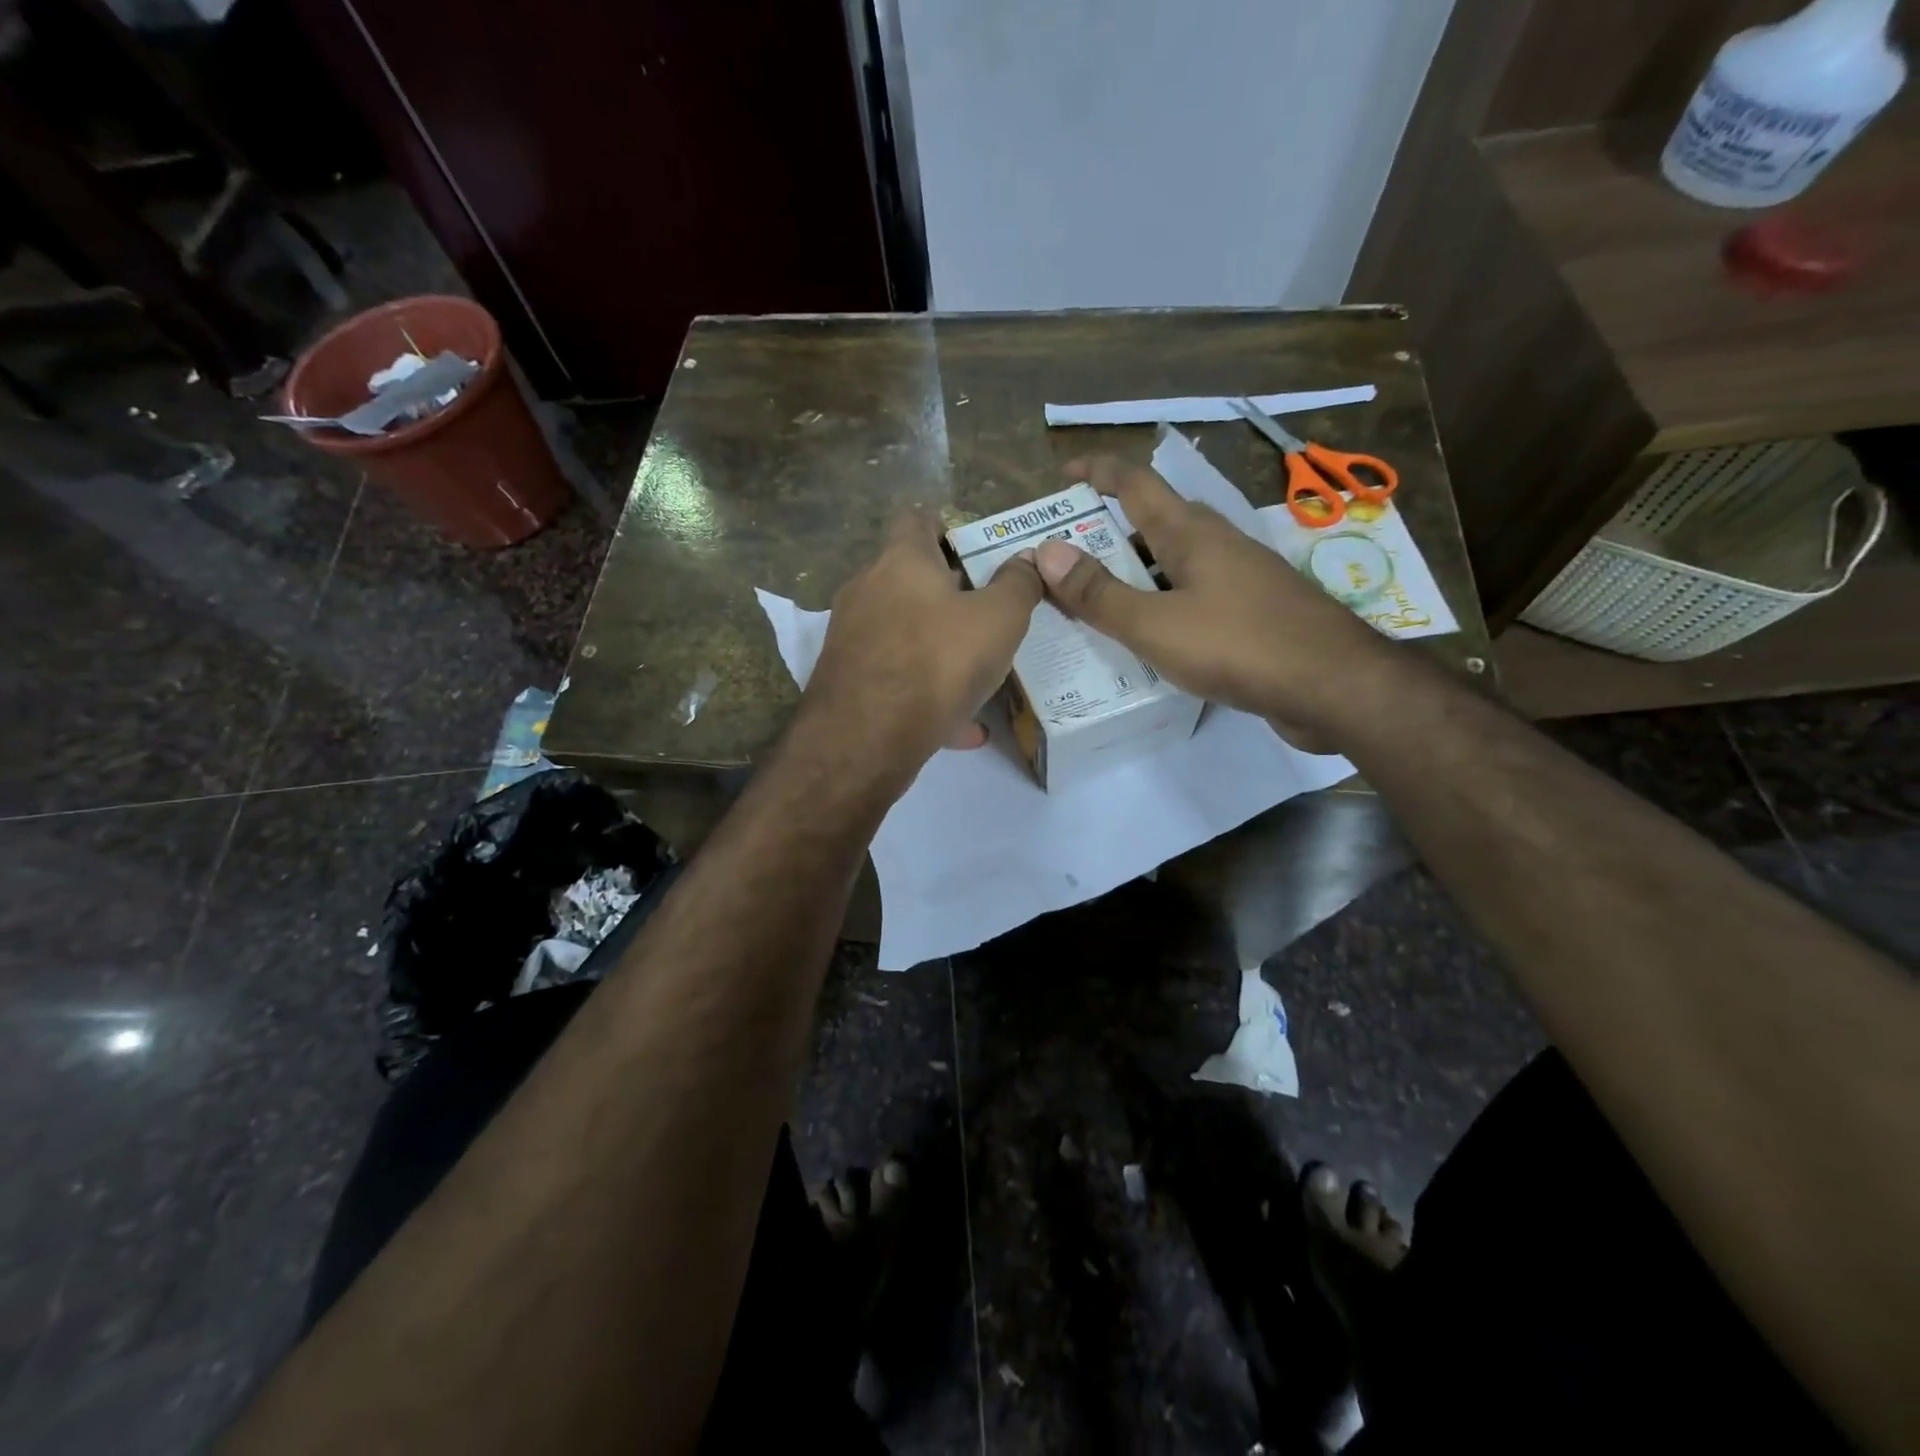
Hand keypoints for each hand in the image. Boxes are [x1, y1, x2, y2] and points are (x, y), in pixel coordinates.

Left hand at [791, 508, 1043, 794]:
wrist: (865, 738)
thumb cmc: (937, 662)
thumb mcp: (999, 619)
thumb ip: (1018, 585)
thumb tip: (1026, 560)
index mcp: (902, 561)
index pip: (918, 519)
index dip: (948, 526)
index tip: (976, 549)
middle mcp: (867, 590)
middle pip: (910, 579)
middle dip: (950, 594)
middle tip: (989, 614)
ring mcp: (852, 637)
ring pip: (906, 634)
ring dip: (940, 648)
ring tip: (980, 672)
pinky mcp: (847, 681)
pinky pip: (897, 678)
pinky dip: (927, 693)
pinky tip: (962, 726)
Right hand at [1035, 456, 1400, 740]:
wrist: (1335, 686)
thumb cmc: (1239, 646)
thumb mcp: (1154, 624)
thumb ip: (1098, 593)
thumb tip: (1044, 552)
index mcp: (1190, 533)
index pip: (1135, 483)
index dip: (1097, 472)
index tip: (1064, 474)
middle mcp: (1217, 544)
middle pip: (1155, 523)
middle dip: (1109, 532)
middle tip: (1068, 559)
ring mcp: (1241, 577)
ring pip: (1175, 562)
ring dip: (1136, 572)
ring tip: (1097, 601)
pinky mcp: (1255, 612)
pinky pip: (1195, 595)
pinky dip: (1163, 604)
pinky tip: (1150, 637)